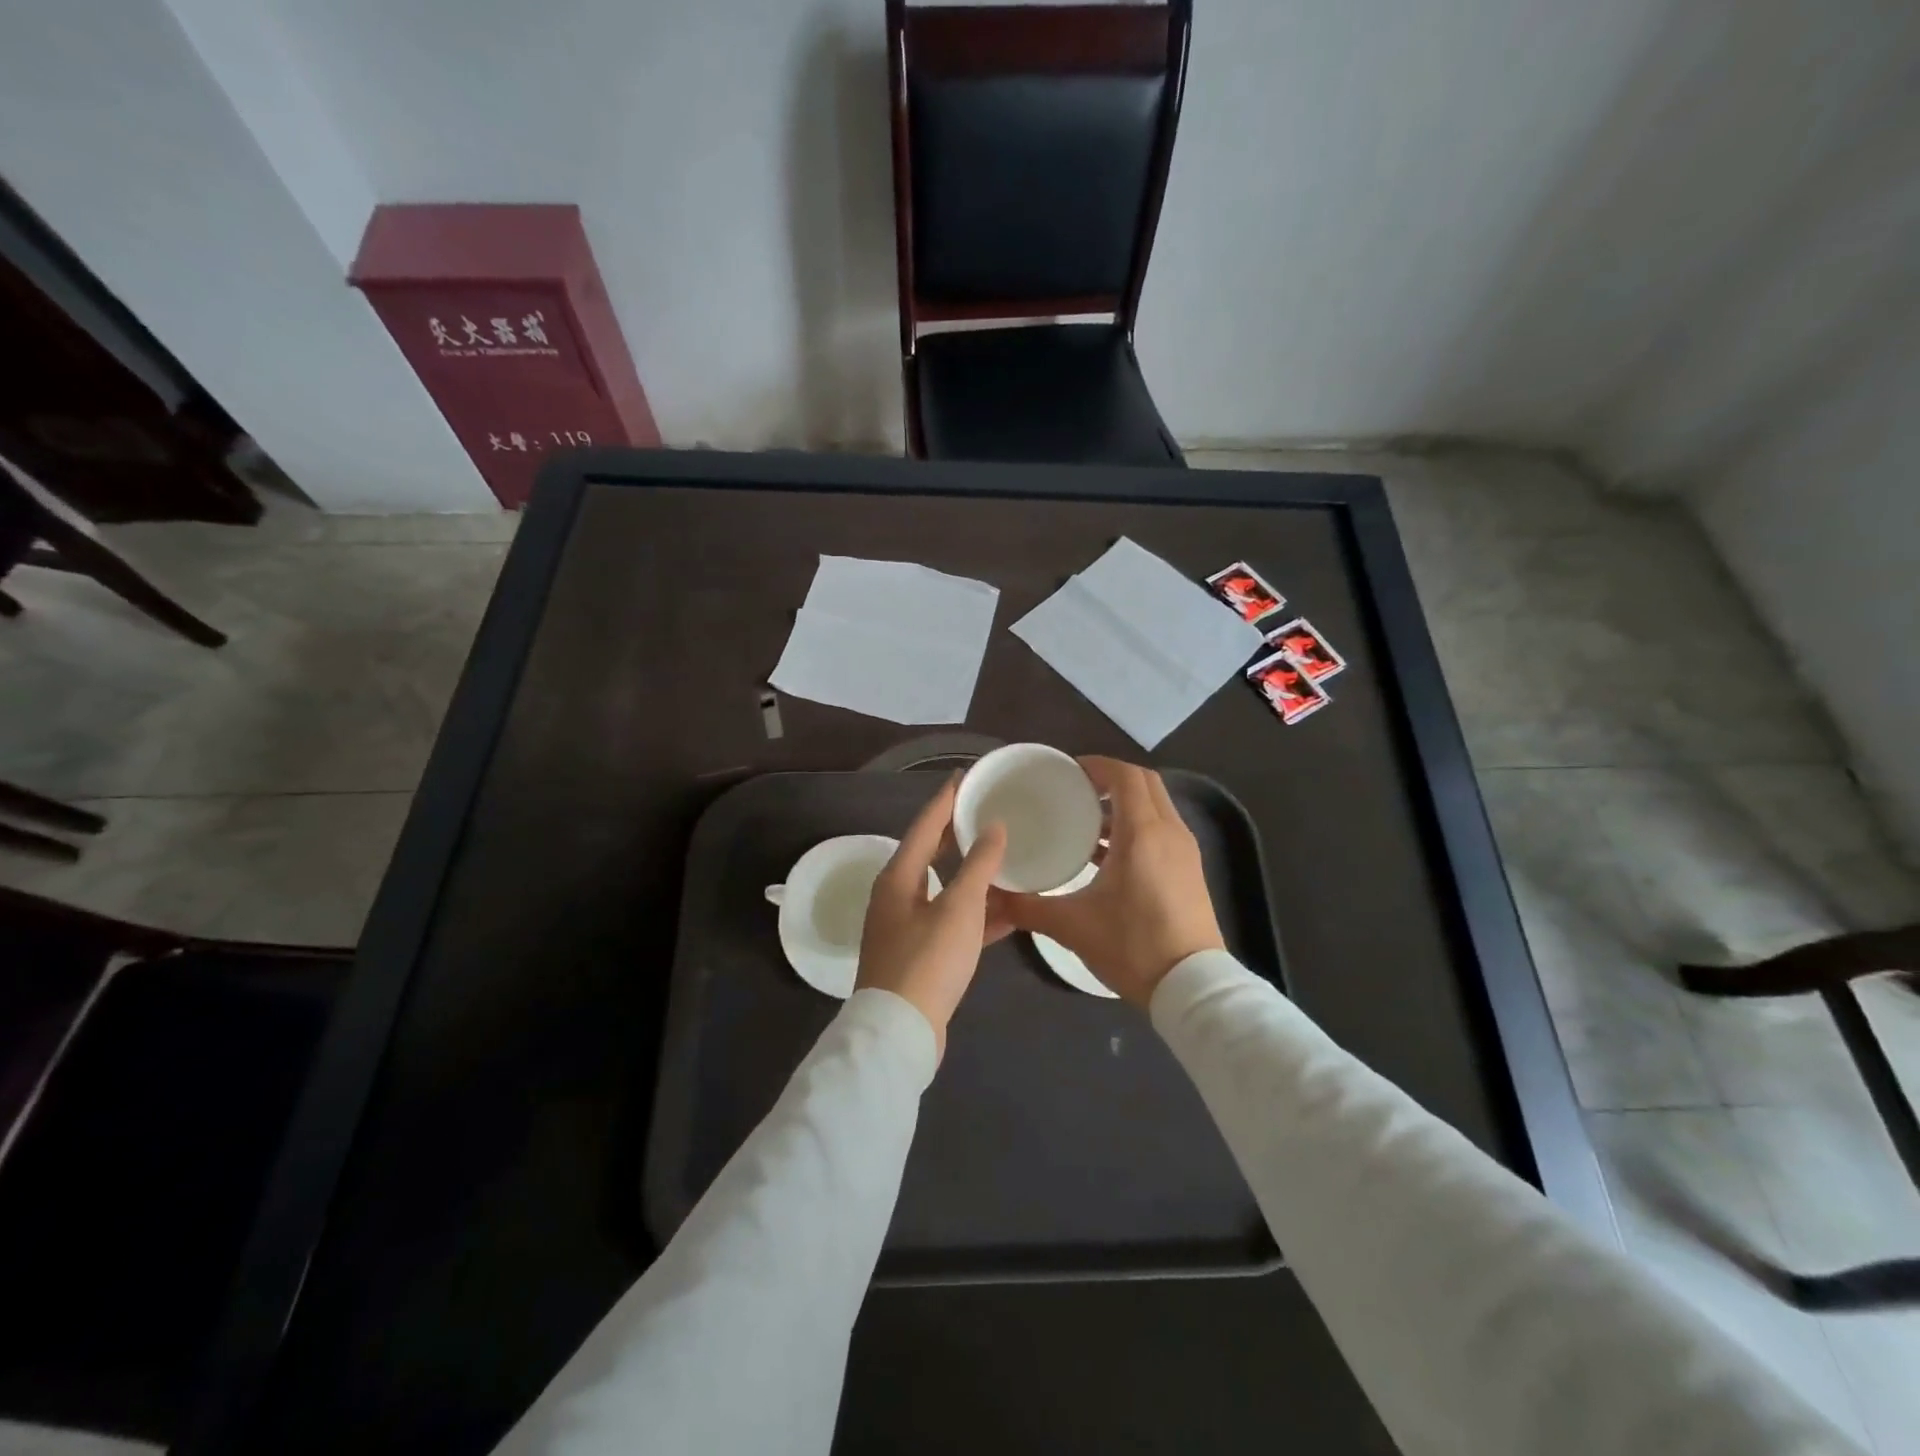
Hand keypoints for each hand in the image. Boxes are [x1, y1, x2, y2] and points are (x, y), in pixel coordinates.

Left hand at [856, 777, 1009, 1057]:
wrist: (901, 1033)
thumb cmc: (928, 960)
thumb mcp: (959, 908)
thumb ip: (978, 865)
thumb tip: (993, 827)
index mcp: (898, 877)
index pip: (924, 825)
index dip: (945, 800)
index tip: (964, 777)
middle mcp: (897, 896)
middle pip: (930, 854)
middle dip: (958, 834)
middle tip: (986, 811)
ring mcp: (906, 927)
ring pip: (945, 890)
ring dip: (973, 876)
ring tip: (1004, 857)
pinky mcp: (920, 955)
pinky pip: (952, 922)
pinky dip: (976, 914)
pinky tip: (1009, 913)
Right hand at [998, 757, 1223, 1007]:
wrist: (1191, 987)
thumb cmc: (1133, 946)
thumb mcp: (1072, 926)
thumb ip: (1027, 906)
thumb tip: (991, 895)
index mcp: (1143, 833)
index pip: (1125, 776)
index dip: (1097, 766)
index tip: (1068, 771)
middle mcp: (1169, 832)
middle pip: (1145, 784)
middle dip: (1111, 780)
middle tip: (1076, 791)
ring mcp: (1184, 851)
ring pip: (1156, 807)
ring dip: (1124, 805)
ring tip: (1086, 822)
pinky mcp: (1189, 871)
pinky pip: (1162, 830)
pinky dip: (1137, 827)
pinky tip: (1107, 856)